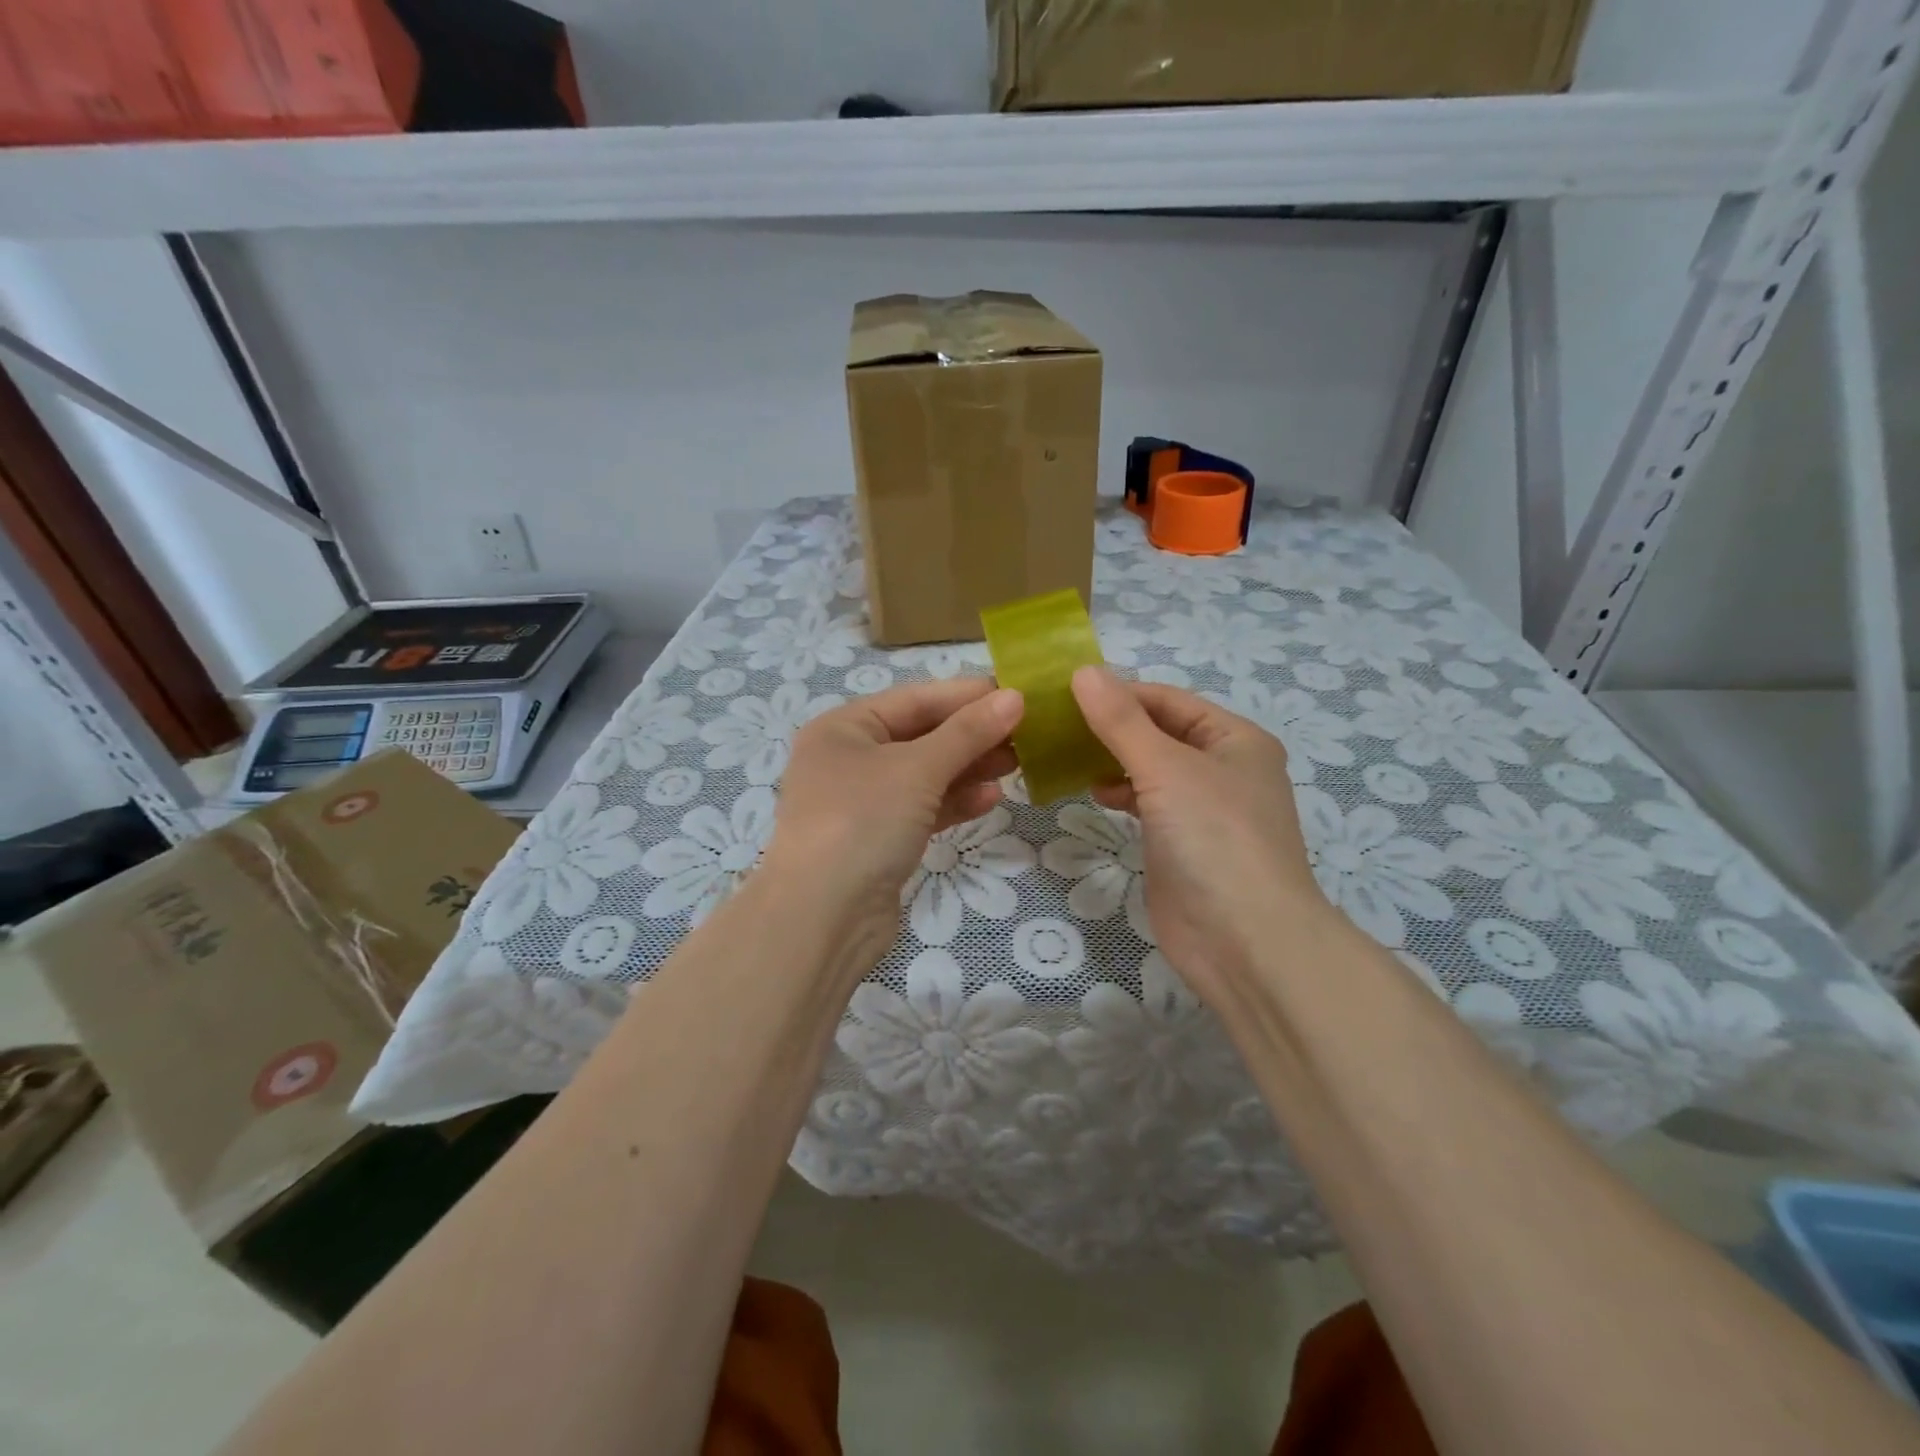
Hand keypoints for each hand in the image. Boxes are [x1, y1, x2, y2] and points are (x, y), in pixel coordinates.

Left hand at [764, 678, 1023, 967]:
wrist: (822, 918)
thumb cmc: (862, 821)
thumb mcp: (918, 768)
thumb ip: (967, 732)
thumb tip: (1014, 698)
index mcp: (844, 728)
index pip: (914, 699)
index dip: (966, 695)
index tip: (1017, 694)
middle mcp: (848, 759)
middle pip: (921, 736)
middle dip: (972, 735)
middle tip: (1026, 733)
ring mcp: (861, 802)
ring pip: (925, 775)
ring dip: (969, 768)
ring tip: (1017, 763)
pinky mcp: (877, 840)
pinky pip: (922, 809)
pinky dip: (954, 802)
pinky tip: (991, 799)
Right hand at [1071, 666, 1329, 1002]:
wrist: (1244, 941)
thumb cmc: (1214, 838)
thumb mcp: (1166, 768)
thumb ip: (1122, 721)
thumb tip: (1084, 671)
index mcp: (1234, 738)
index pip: (1168, 700)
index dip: (1119, 692)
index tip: (1063, 693)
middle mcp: (1223, 768)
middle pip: (1159, 732)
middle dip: (1111, 726)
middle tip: (1055, 724)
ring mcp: (1203, 809)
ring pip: (1150, 768)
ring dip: (1112, 759)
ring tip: (1065, 755)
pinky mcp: (1182, 844)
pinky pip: (1147, 803)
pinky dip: (1120, 793)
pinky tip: (1093, 792)